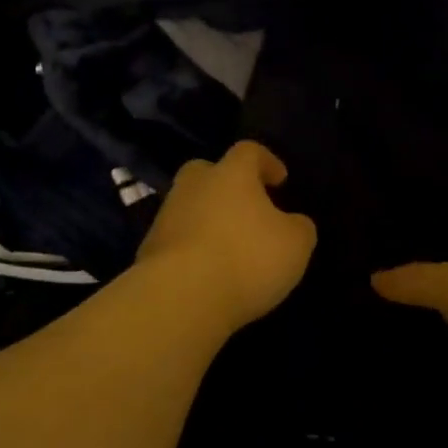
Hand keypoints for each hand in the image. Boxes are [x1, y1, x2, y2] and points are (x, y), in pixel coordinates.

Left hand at [133, 142, 317, 329]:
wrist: (180, 296)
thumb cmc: (246, 258)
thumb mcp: (295, 244)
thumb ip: (298, 227)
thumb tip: (293, 223)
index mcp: (231, 174)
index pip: (249, 151)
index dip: (267, 162)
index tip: (280, 181)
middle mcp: (194, 185)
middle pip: (207, 171)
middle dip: (225, 184)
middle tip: (244, 206)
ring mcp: (166, 215)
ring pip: (188, 205)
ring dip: (206, 218)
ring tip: (227, 247)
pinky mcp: (149, 247)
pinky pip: (176, 238)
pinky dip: (191, 247)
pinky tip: (206, 270)